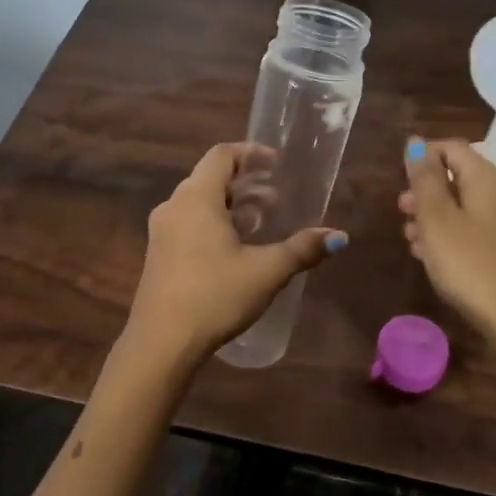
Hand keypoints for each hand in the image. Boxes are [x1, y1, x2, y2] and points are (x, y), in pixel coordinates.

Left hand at [128, 143, 347, 359]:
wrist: (161, 342)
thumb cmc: (215, 295)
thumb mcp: (266, 271)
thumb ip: (302, 249)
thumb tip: (338, 236)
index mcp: (196, 198)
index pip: (222, 155)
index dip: (251, 154)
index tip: (276, 164)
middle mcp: (174, 206)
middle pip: (210, 178)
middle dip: (246, 183)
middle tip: (276, 200)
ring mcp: (161, 231)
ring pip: (198, 203)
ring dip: (231, 205)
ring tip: (260, 222)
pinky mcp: (157, 254)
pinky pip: (188, 223)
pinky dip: (214, 223)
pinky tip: (234, 249)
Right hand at [399, 136, 495, 354]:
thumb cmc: (473, 266)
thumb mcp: (437, 221)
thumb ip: (424, 180)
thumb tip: (415, 143)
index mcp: (489, 179)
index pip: (453, 148)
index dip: (423, 155)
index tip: (398, 177)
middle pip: (462, 178)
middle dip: (427, 191)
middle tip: (401, 212)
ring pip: (469, 207)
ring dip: (437, 217)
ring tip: (412, 241)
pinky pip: (480, 231)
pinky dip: (456, 236)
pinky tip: (438, 259)